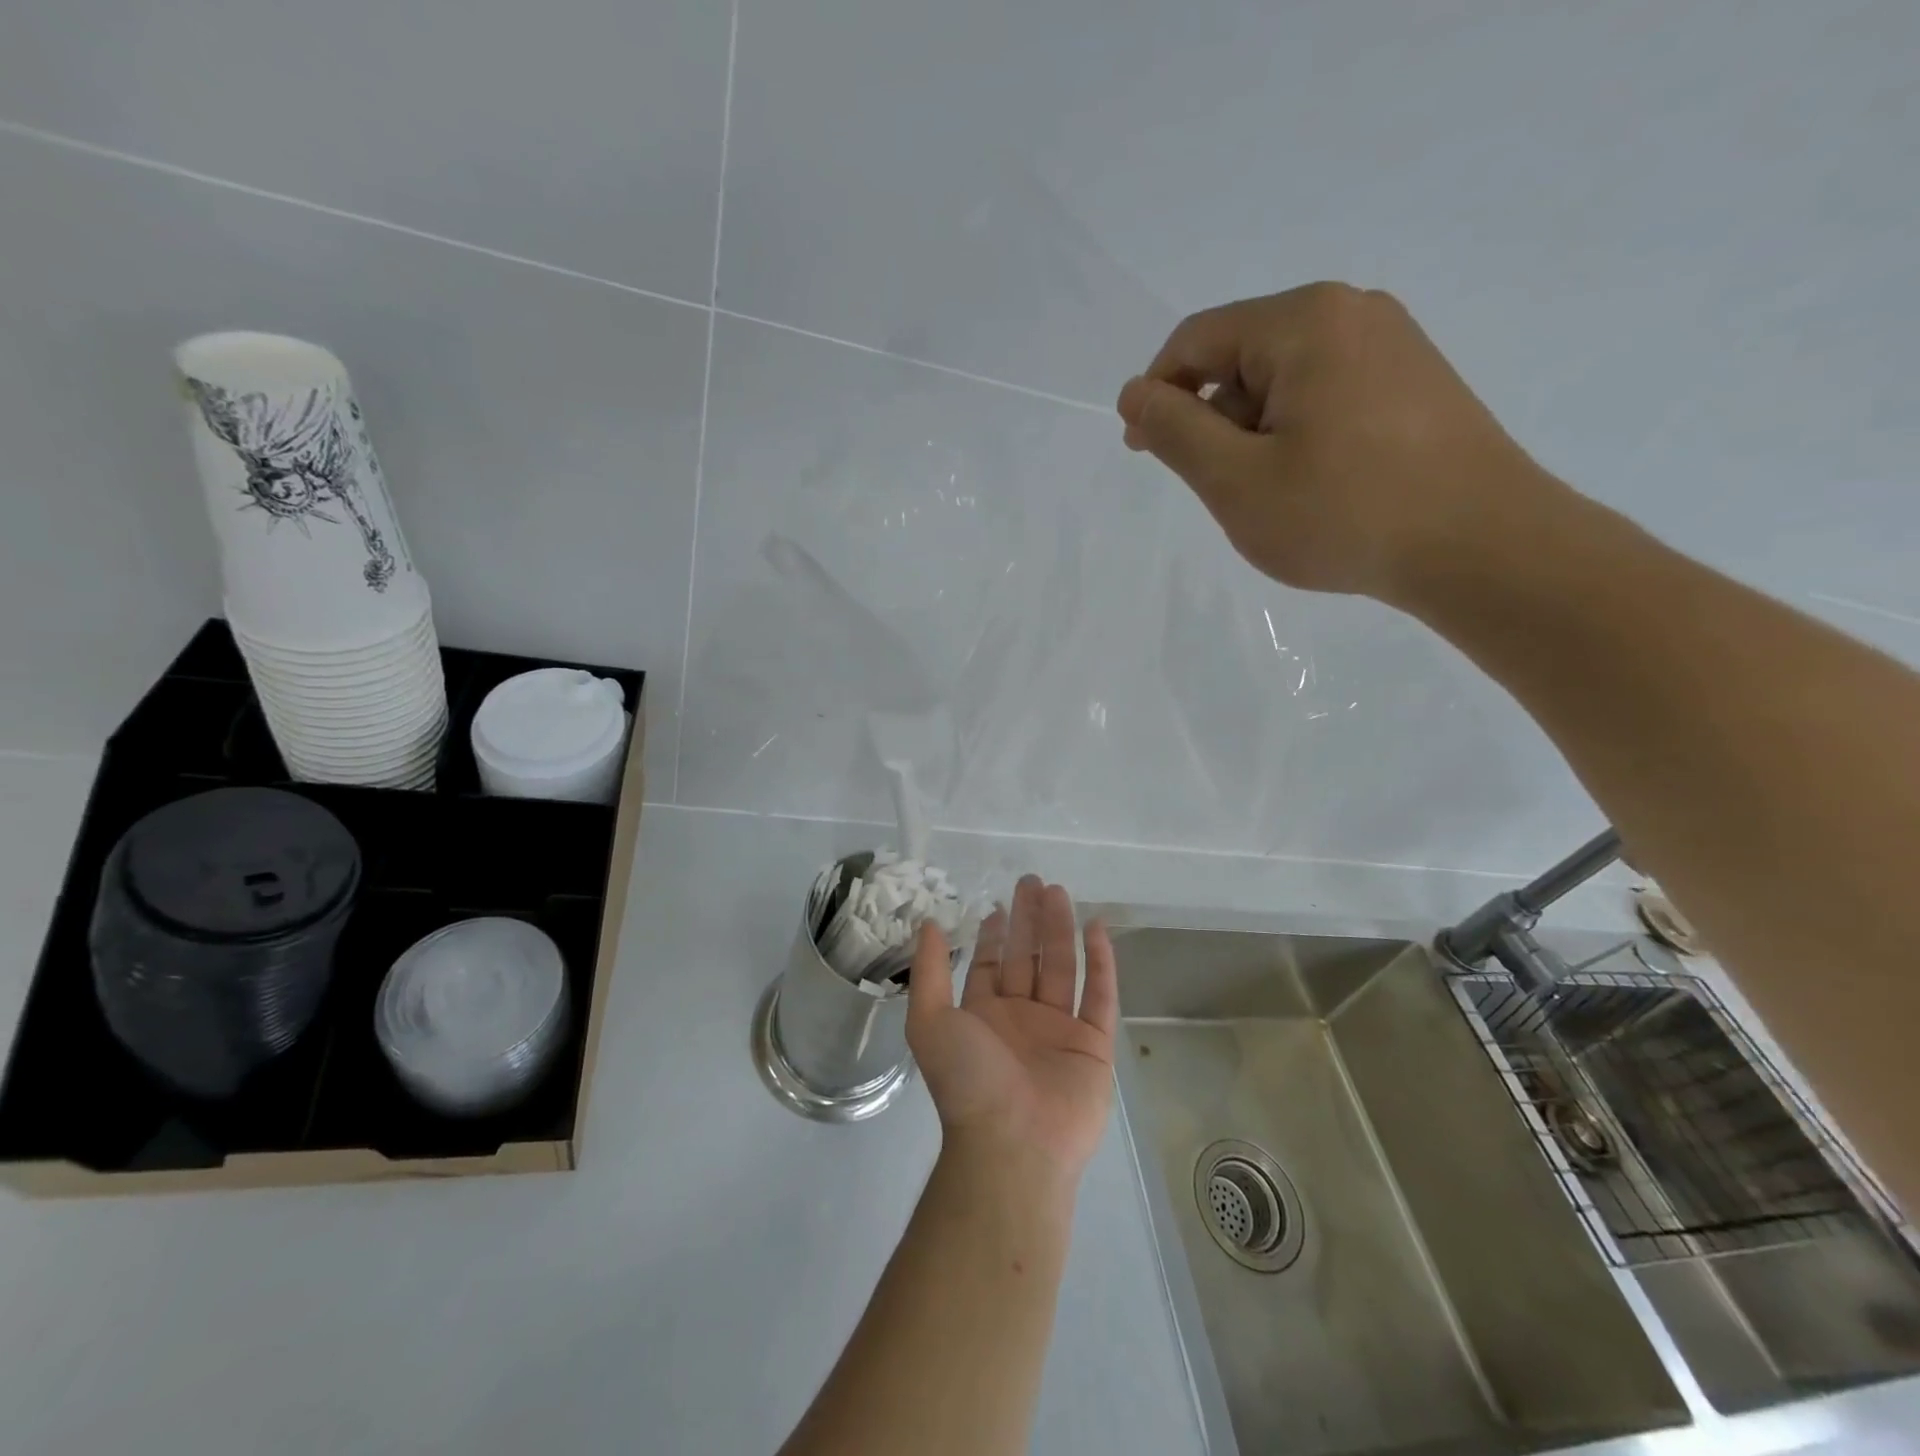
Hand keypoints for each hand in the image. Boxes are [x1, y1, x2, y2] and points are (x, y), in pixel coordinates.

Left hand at [906, 875, 1117, 1182]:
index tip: (999, 903)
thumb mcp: (930, 1020)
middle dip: (1029, 920)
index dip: (995, 935)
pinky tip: (1097, 928)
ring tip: (1059, 891)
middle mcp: (1021, 1019)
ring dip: (1060, 929)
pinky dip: (1100, 962)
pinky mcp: (1093, 1046)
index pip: (992, 965)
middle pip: (1028, 958)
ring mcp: (1059, 1031)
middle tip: (1033, 881)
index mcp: (983, 1016)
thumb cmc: (968, 1079)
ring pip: (1061, 968)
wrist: (1013, 1143)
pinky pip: (1099, 995)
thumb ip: (930, 970)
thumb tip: (926, 923)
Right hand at [1116, 283, 1561, 605]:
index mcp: (1303, 321)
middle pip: (1242, 356)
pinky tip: (1311, 484)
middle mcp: (1351, 312)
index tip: (1143, 451)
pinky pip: (1326, 394)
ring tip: (1269, 496)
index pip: (1196, 340)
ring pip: (1284, 380)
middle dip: (1211, 419)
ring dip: (1253, 433)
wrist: (1481, 546)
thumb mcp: (1236, 480)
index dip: (1157, 393)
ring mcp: (1392, 344)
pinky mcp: (1414, 381)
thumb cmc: (1344, 513)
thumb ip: (1174, 432)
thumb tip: (1133, 393)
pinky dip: (1296, 434)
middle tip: (1216, 488)